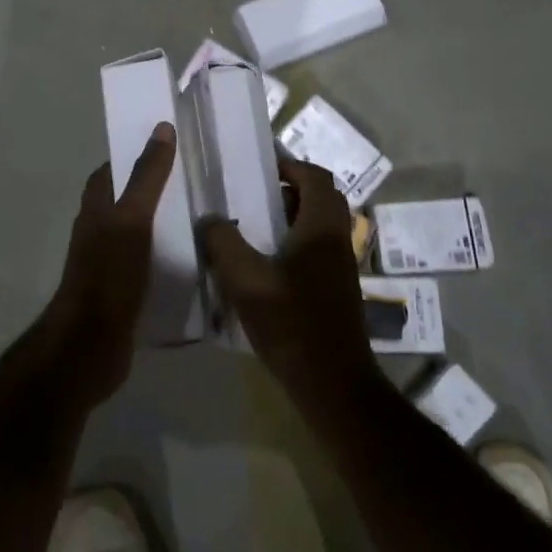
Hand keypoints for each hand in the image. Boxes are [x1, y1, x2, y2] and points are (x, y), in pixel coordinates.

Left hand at [42, 122, 177, 404]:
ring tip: (205, 217)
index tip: (173, 146)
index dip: (137, 154)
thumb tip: (161, 128)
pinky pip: (148, 264)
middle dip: (157, 189)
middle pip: (128, 199)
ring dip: (165, 224)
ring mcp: (110, 262)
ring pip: (140, 232)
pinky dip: (167, 257)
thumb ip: (147, 176)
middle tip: (197, 180)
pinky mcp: (124, 290)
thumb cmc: (108, 274)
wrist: (90, 345)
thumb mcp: (132, 219)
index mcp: (96, 207)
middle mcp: (99, 230)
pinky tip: (196, 261)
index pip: (113, 169)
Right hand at [198, 154, 378, 406]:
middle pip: (321, 197)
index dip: (290, 165)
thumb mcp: (246, 281)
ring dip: (292, 219)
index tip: (260, 170)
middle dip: (289, 190)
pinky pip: (319, 249)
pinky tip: (266, 267)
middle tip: (255, 197)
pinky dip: (296, 244)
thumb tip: (209, 218)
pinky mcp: (338, 290)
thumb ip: (223, 243)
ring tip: (254, 230)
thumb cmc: (292, 324)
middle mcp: (338, 239)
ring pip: (320, 225)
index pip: (316, 176)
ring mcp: (341, 266)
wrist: (334, 386)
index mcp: (322, 227)